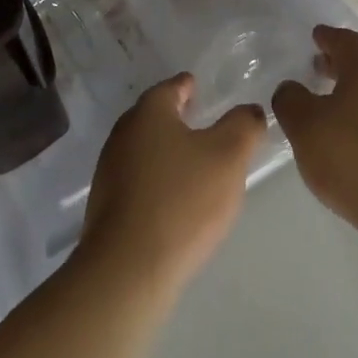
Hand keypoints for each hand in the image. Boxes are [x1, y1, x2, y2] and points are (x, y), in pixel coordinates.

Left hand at [80, 74, 265, 293]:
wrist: (128, 270)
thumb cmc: (182, 200)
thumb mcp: (229, 155)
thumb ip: (244, 125)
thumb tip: (250, 111)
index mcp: (148, 114)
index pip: (170, 88)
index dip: (187, 86)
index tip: (199, 87)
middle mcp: (122, 136)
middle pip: (152, 117)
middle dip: (175, 117)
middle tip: (201, 120)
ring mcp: (109, 173)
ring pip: (143, 149)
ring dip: (167, 150)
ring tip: (194, 160)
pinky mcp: (107, 208)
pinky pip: (138, 180)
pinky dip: (157, 178)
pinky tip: (176, 197)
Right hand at [271, 26, 357, 241]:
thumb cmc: (354, 157)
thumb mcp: (305, 126)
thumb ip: (290, 101)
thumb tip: (291, 89)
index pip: (346, 41)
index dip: (328, 38)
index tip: (316, 36)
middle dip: (341, 65)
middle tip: (319, 68)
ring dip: (355, 94)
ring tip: (332, 107)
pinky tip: (355, 141)